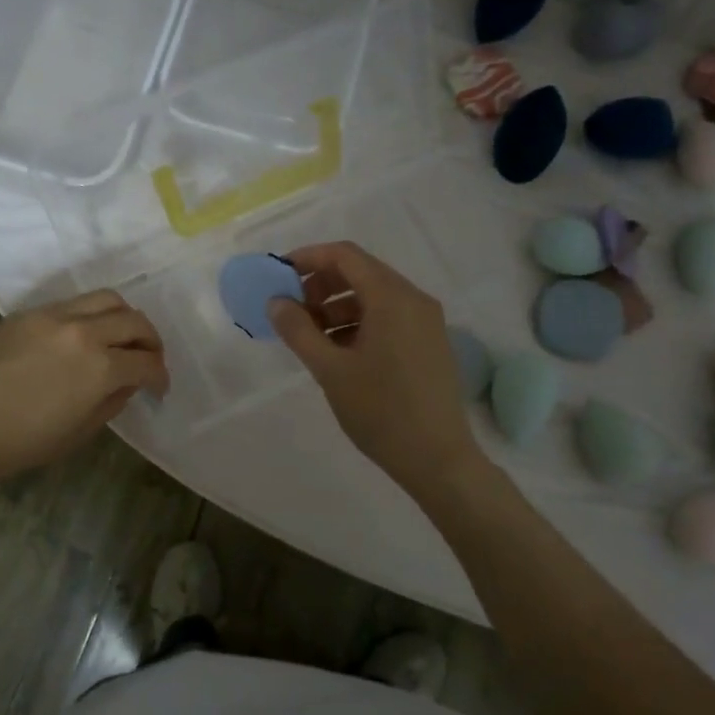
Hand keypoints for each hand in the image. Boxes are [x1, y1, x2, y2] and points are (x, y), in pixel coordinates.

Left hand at [0, 290, 168, 486]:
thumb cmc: (20, 444)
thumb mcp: (78, 432)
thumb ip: (111, 402)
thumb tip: (127, 384)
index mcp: (100, 367)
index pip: (147, 362)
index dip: (160, 376)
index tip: (159, 387)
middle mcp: (84, 331)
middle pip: (134, 320)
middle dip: (151, 341)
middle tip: (148, 359)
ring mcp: (53, 316)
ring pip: (106, 298)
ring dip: (124, 317)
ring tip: (120, 338)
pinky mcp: (28, 313)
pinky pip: (73, 303)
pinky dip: (91, 314)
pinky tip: (83, 336)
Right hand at [268, 242, 479, 494]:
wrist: (438, 459)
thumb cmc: (381, 411)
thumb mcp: (331, 371)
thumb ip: (299, 330)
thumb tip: (276, 301)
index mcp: (392, 298)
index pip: (345, 256)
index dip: (308, 258)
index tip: (278, 275)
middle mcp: (414, 299)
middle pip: (361, 272)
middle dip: (320, 284)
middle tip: (290, 309)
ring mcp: (426, 322)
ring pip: (374, 297)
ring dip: (337, 306)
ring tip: (309, 335)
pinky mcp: (429, 343)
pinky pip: (389, 317)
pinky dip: (358, 322)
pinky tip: (337, 350)